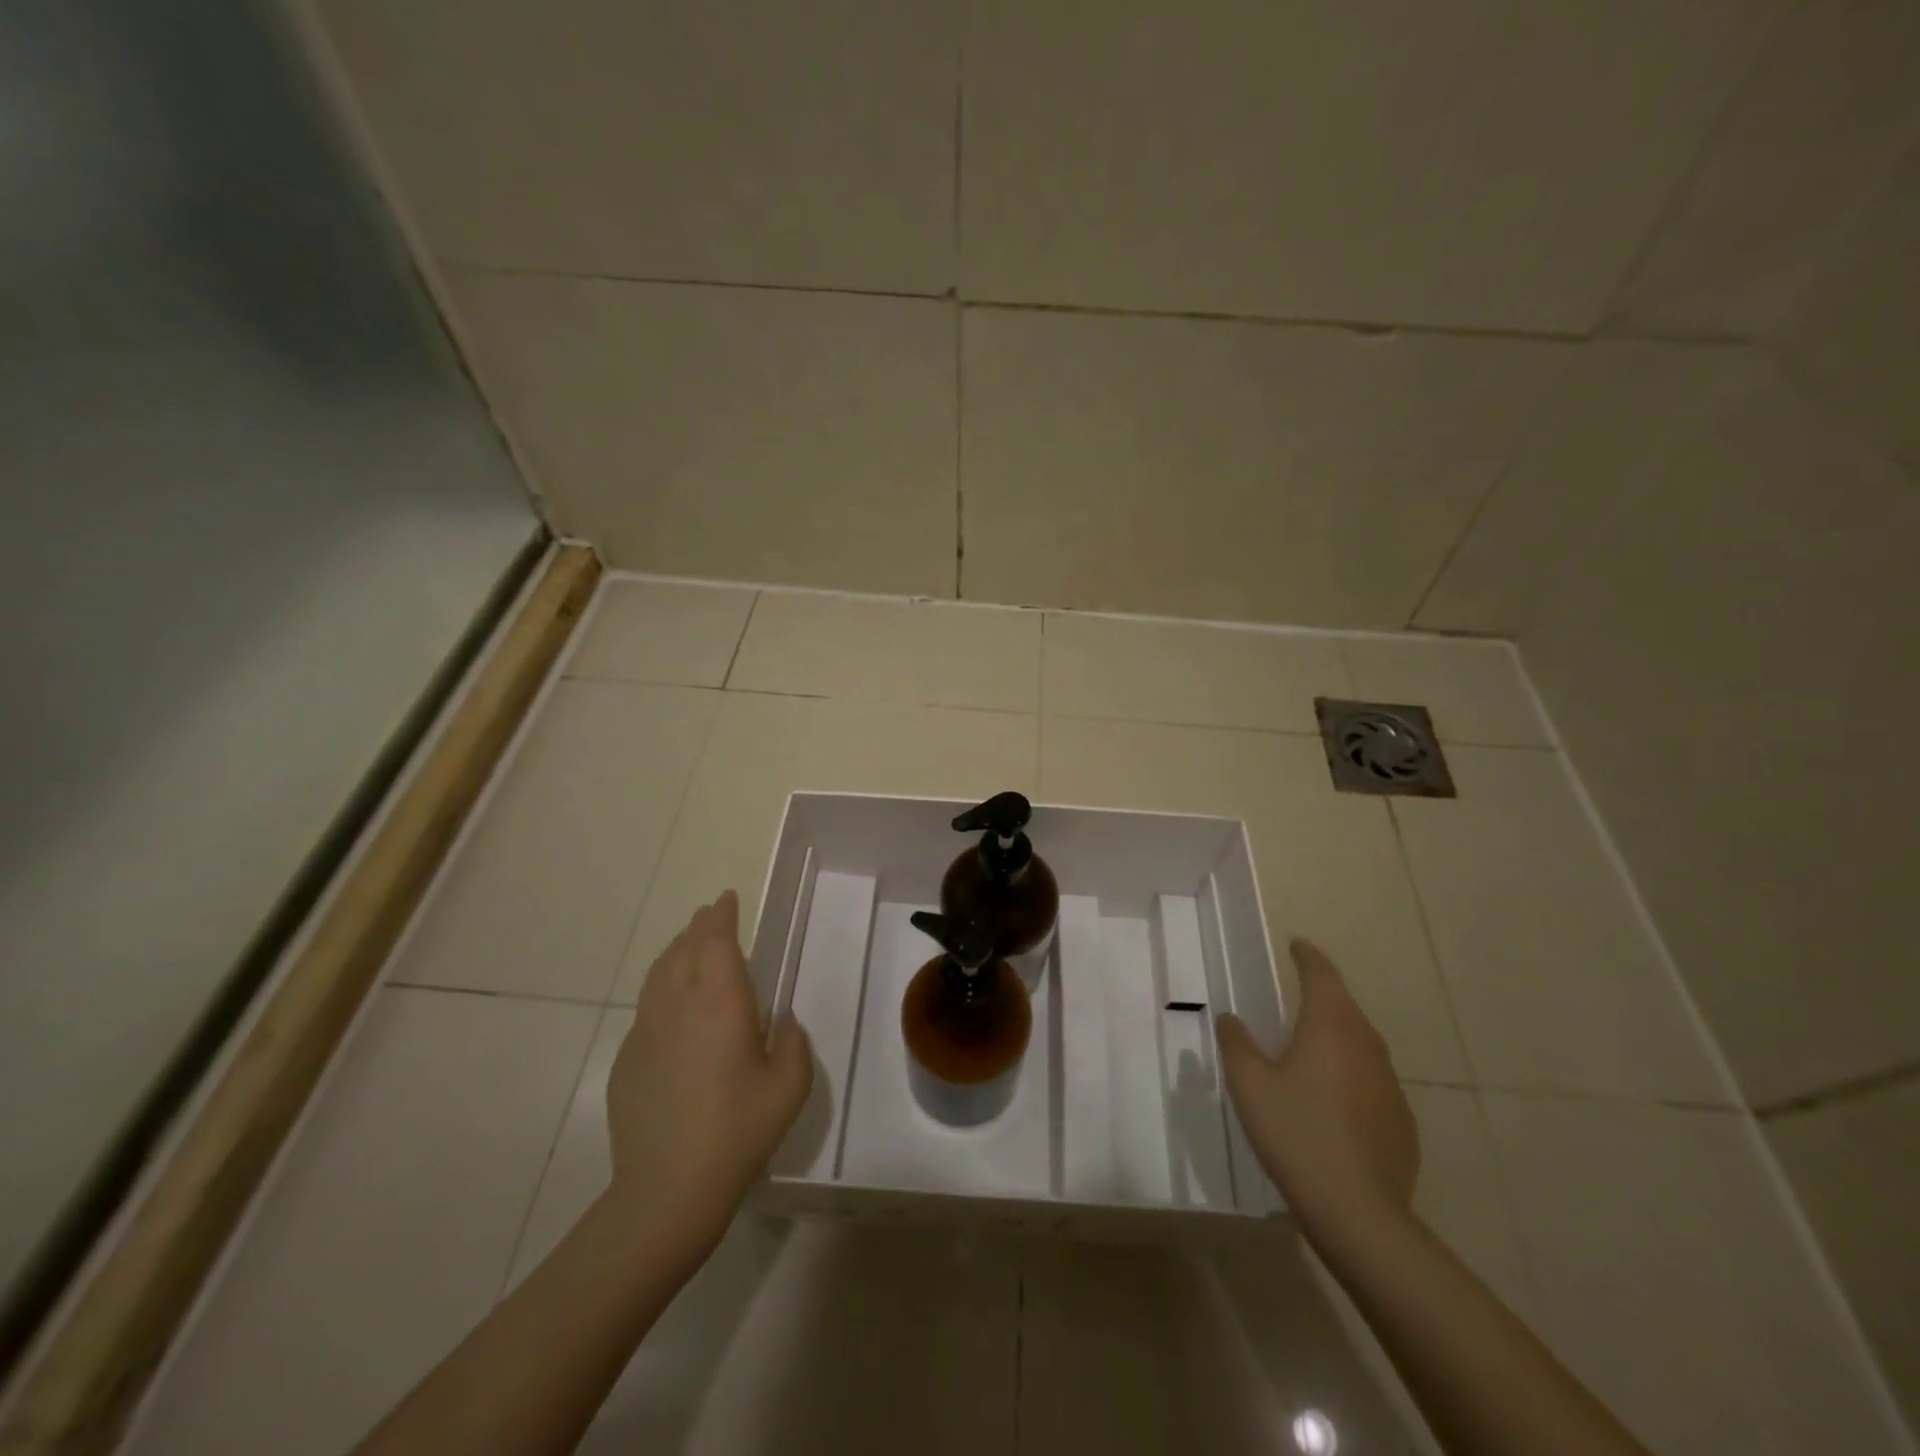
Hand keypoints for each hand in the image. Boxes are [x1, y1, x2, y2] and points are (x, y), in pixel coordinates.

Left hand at [604, 892, 812, 1264]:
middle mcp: (678, 1005)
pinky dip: (661, 991)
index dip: (721, 916)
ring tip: (689, 947)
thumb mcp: (789, 1086)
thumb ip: (792, 1042)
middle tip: (711, 917)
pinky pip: (646, 1008)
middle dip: (698, 928)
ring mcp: (645, 1032)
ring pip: (658, 975)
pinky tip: (672, 1009)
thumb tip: (780, 1021)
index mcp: (720, 1002)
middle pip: (683, 950)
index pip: (716, 941)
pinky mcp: (627, 1060)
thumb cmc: (738, 1131)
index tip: (726, 898)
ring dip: (676, 953)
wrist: (666, 1190)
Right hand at [1216, 939, 1417, 1236]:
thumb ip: (1236, 1044)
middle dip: (1322, 995)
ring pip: (1361, 1044)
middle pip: (1345, 1008)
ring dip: (1337, 1036)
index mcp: (1331, 1027)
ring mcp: (1390, 1085)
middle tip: (1298, 992)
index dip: (1308, 957)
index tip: (1297, 945)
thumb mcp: (1250, 1084)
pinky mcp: (1400, 1121)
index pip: (1322, 976)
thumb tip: (1231, 1018)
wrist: (1359, 1213)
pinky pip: (1371, 1081)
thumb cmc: (1296, 1134)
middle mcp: (1367, 1046)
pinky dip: (1350, 1075)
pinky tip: (1332, 1101)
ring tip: (1310, 1046)